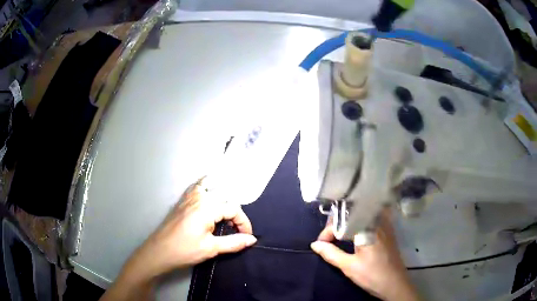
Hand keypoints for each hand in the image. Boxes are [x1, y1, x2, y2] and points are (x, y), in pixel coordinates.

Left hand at [101, 178, 255, 300]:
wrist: (159, 252)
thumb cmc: (184, 251)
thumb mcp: (211, 248)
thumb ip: (233, 242)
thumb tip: (252, 240)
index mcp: (207, 207)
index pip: (233, 209)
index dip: (244, 223)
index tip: (246, 236)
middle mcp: (199, 197)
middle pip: (224, 195)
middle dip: (234, 211)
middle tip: (236, 228)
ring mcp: (188, 196)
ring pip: (211, 185)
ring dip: (222, 195)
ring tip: (227, 212)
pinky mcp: (182, 200)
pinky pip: (198, 186)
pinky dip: (207, 187)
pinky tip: (210, 198)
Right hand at [310, 212, 419, 300]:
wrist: (394, 284)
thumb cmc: (372, 275)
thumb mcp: (348, 266)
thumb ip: (331, 253)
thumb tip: (315, 244)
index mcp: (368, 227)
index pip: (343, 219)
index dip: (329, 230)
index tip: (321, 242)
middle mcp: (378, 221)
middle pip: (354, 212)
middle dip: (338, 222)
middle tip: (328, 236)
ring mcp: (385, 226)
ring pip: (364, 214)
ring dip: (349, 221)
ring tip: (339, 233)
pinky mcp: (388, 232)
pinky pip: (373, 219)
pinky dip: (361, 222)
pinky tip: (356, 231)